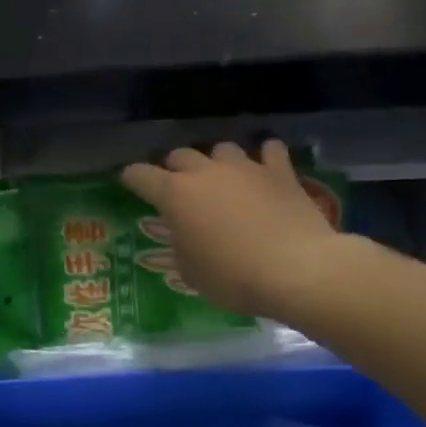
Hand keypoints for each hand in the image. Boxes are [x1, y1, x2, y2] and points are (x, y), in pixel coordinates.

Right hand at [120, 142, 343, 318]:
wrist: (296, 270)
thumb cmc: (232, 277)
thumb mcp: (190, 272)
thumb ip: (180, 246)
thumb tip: (185, 236)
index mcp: (175, 195)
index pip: (141, 175)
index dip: (131, 178)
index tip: (129, 182)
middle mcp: (205, 173)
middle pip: (180, 155)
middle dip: (174, 168)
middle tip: (179, 189)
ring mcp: (245, 168)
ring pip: (222, 149)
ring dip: (217, 162)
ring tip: (223, 179)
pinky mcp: (281, 172)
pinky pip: (270, 151)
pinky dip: (265, 157)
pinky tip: (266, 170)